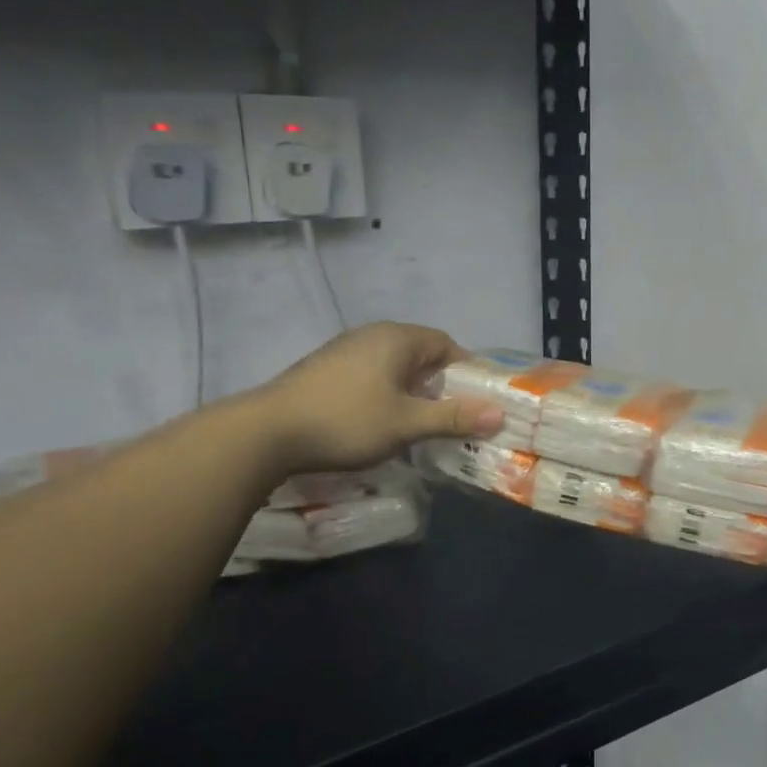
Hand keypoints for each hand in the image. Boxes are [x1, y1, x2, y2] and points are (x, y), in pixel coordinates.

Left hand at [254, 323, 503, 474]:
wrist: (267, 432)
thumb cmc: (346, 421)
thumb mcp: (406, 423)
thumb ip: (453, 417)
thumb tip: (500, 415)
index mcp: (397, 338)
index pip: (446, 344)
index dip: (466, 371)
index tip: (476, 402)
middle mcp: (373, 335)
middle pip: (421, 354)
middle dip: (440, 384)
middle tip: (453, 418)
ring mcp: (345, 350)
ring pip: (394, 366)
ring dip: (412, 391)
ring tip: (420, 424)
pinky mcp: (325, 369)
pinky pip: (371, 375)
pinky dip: (386, 394)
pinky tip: (380, 422)